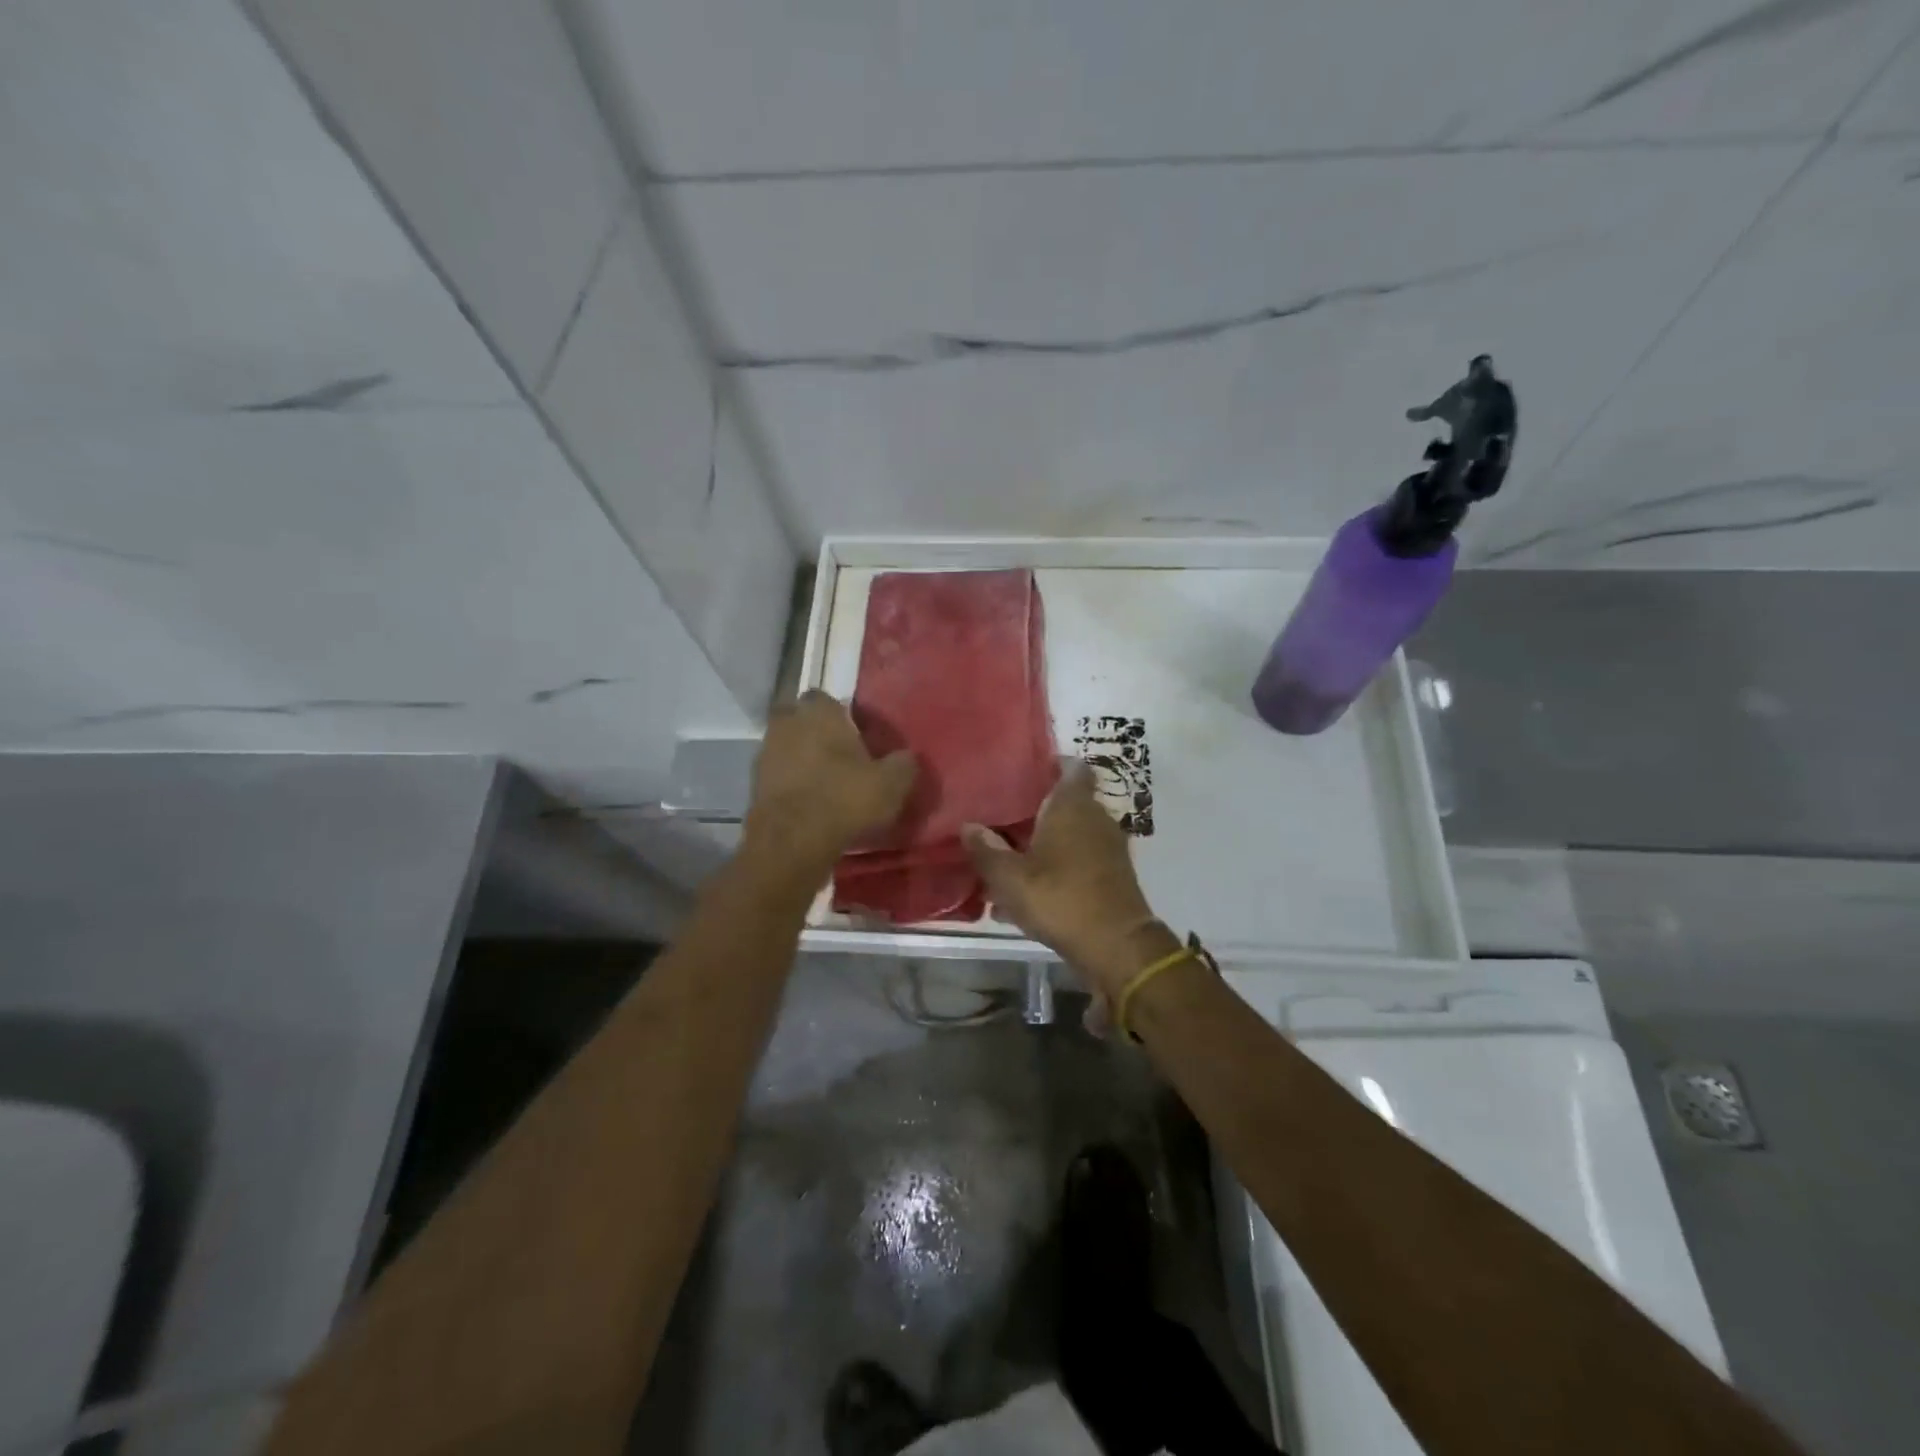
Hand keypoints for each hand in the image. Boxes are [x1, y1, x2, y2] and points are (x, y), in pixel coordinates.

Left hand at [744, 690, 916, 871]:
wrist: (792, 841)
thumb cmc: (844, 799)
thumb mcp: (891, 783)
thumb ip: (903, 764)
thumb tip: (908, 757)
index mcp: (819, 712)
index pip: (825, 698)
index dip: (839, 714)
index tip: (854, 732)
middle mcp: (787, 724)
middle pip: (799, 719)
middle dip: (814, 732)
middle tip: (837, 754)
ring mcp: (765, 754)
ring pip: (786, 747)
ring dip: (800, 759)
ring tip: (824, 783)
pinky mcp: (754, 785)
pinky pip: (777, 776)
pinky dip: (790, 784)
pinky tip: (808, 802)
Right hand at [962, 761, 1166, 1004]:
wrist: (1115, 946)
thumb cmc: (1060, 899)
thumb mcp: (1010, 878)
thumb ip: (986, 851)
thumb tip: (969, 826)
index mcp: (1072, 806)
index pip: (1072, 768)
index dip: (1052, 765)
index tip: (1026, 771)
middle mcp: (1095, 819)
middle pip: (1066, 803)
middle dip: (1037, 811)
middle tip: (1003, 819)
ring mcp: (1108, 848)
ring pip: (1070, 836)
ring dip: (1044, 845)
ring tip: (1008, 862)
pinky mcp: (1113, 876)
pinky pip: (1079, 861)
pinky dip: (1057, 868)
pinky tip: (1028, 894)